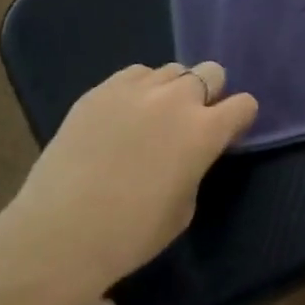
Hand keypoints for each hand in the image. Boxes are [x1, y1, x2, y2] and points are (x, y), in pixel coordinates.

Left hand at [13, 62, 257, 289]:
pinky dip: (139, 89)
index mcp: (205, 132)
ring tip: (152, 117)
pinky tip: (123, 115)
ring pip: (172, 70)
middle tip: (191, 122)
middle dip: (209, 94)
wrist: (60, 233)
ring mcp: (136, 89)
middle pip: (211, 72)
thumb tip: (189, 152)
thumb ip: (196, 166)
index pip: (244, 104)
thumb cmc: (131, 234)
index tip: (227, 135)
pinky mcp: (100, 90)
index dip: (238, 119)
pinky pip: (134, 74)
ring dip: (172, 90)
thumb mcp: (185, 207)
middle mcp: (177, 99)